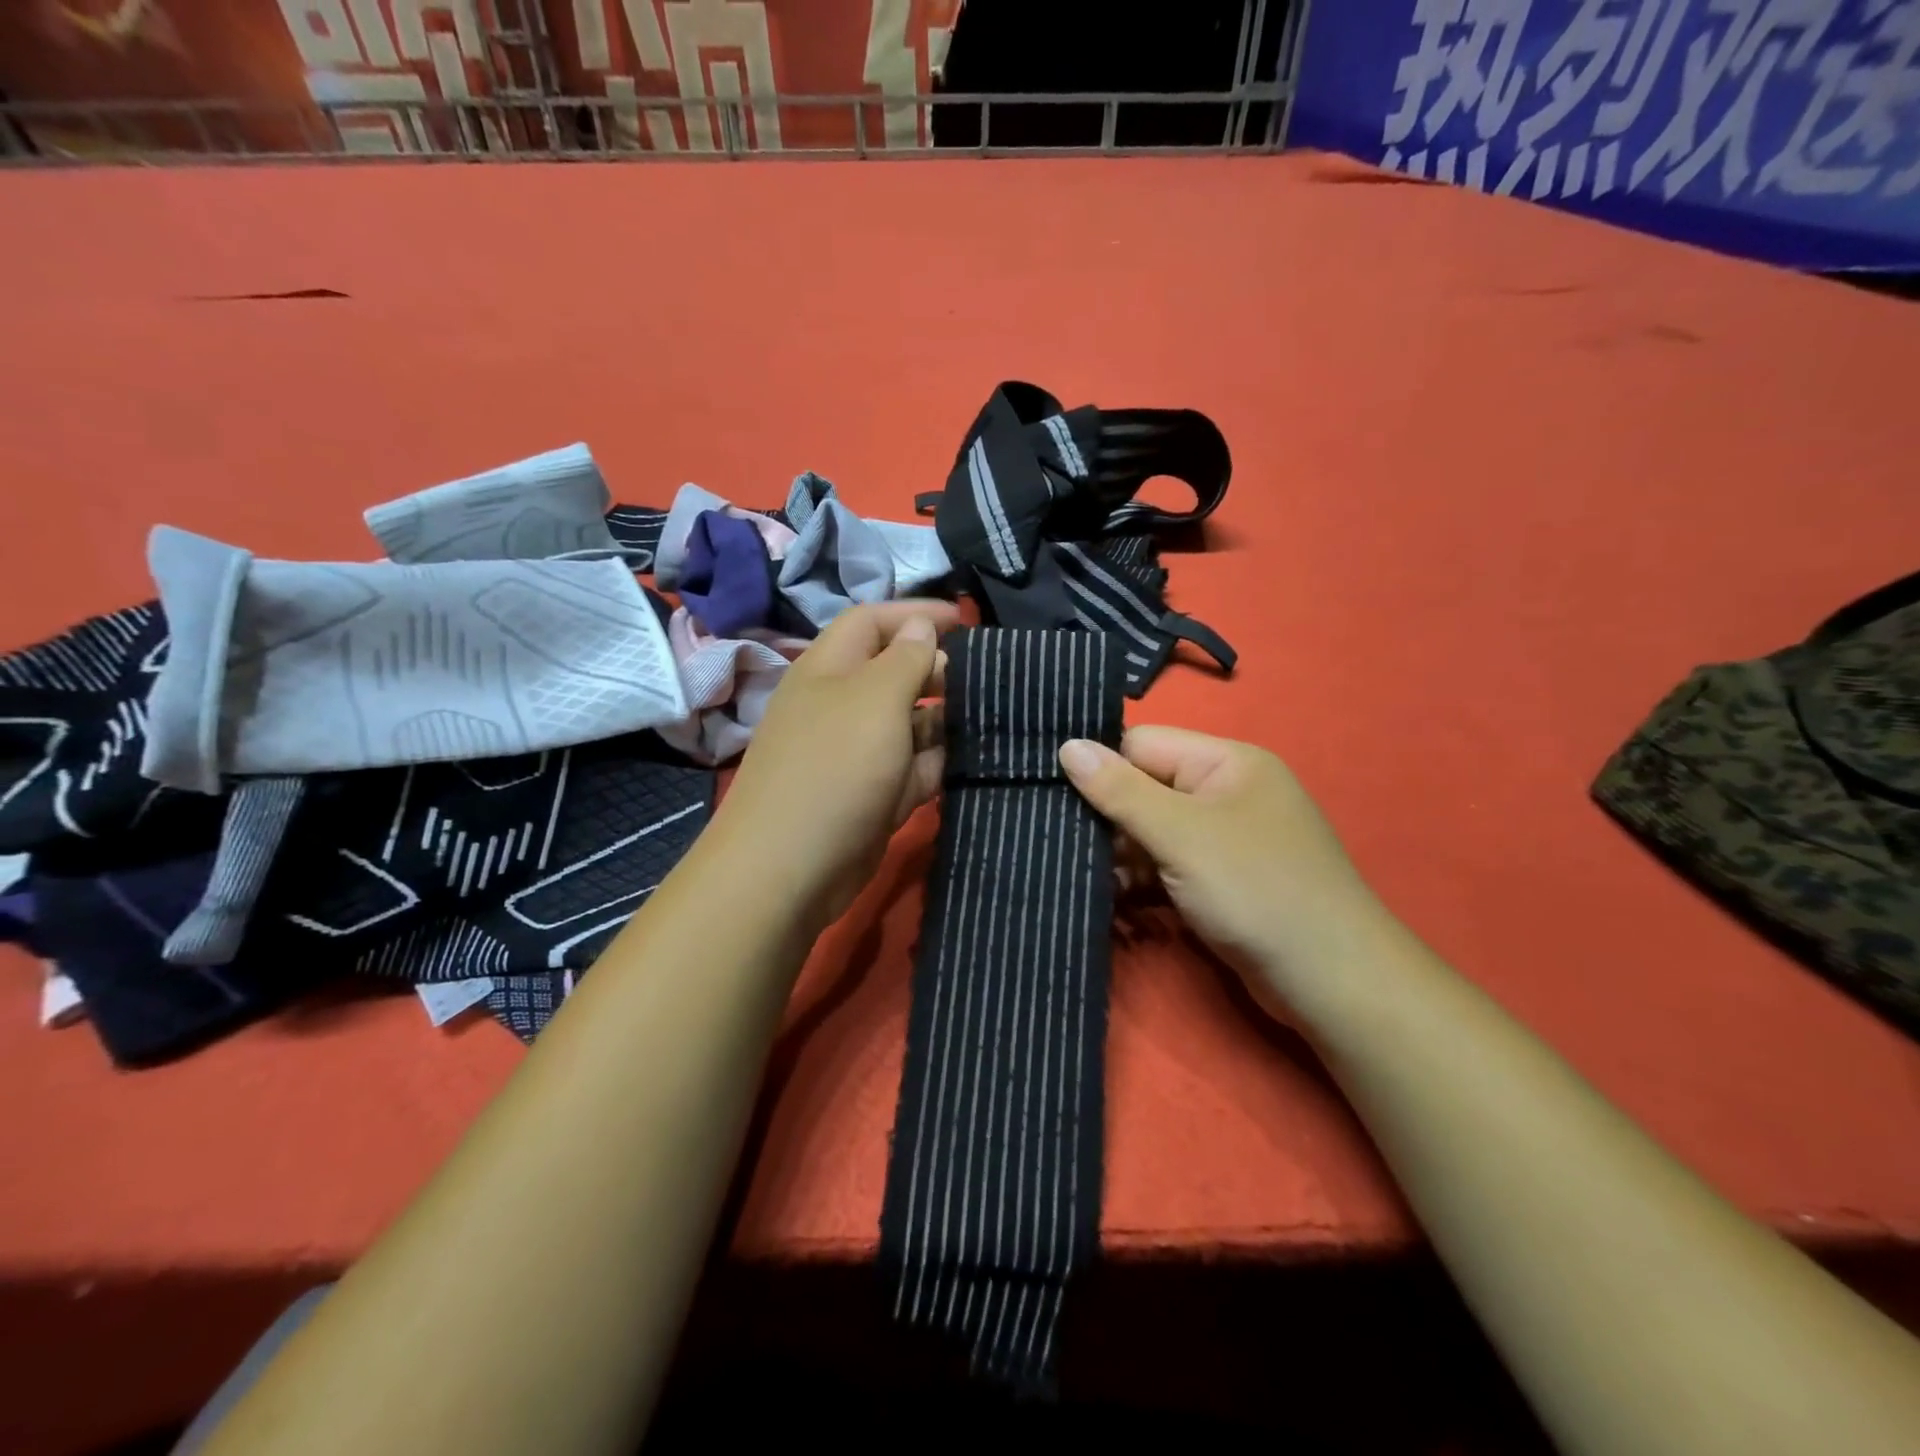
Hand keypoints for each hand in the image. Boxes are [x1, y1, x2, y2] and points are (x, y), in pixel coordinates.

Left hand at [709, 601, 957, 928]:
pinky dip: (937, 762)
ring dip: (944, 719)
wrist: (790, 868)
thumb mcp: (875, 699)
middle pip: (892, 672)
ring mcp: (856, 754)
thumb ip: (906, 659)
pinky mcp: (872, 795)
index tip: (966, 621)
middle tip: (983, 679)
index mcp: (829, 669)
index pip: (872, 622)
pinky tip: (973, 760)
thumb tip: (922, 628)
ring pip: (907, 723)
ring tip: (990, 718)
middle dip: (936, 669)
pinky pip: (911, 768)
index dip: (916, 614)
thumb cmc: (834, 767)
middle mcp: (840, 705)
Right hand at [1059, 727, 1381, 995]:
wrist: (1331, 982)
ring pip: (1150, 832)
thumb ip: (1120, 791)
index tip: (1048, 790)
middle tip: (1055, 837)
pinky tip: (1107, 896)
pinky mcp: (1217, 882)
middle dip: (1104, 816)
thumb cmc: (1257, 890)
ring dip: (1117, 853)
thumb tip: (1067, 745)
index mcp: (1225, 762)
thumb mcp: (1181, 834)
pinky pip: (1165, 866)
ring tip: (1073, 872)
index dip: (1099, 765)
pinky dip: (1137, 879)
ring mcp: (1223, 840)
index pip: (1143, 745)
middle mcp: (1224, 793)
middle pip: (1144, 788)